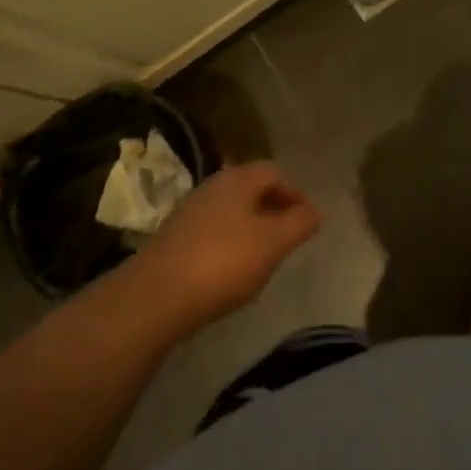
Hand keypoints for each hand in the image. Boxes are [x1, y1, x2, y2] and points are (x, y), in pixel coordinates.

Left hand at [123, 162, 321, 333]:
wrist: (154, 297)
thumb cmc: (223, 262)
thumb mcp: (273, 244)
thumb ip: (299, 224)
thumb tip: (316, 210)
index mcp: (239, 178)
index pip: (276, 172)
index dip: (296, 194)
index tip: (308, 221)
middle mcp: (214, 185)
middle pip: (252, 188)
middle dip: (274, 209)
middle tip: (288, 238)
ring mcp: (190, 210)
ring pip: (231, 210)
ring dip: (251, 227)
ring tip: (262, 257)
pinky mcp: (174, 236)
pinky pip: (212, 230)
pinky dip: (229, 242)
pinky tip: (230, 271)